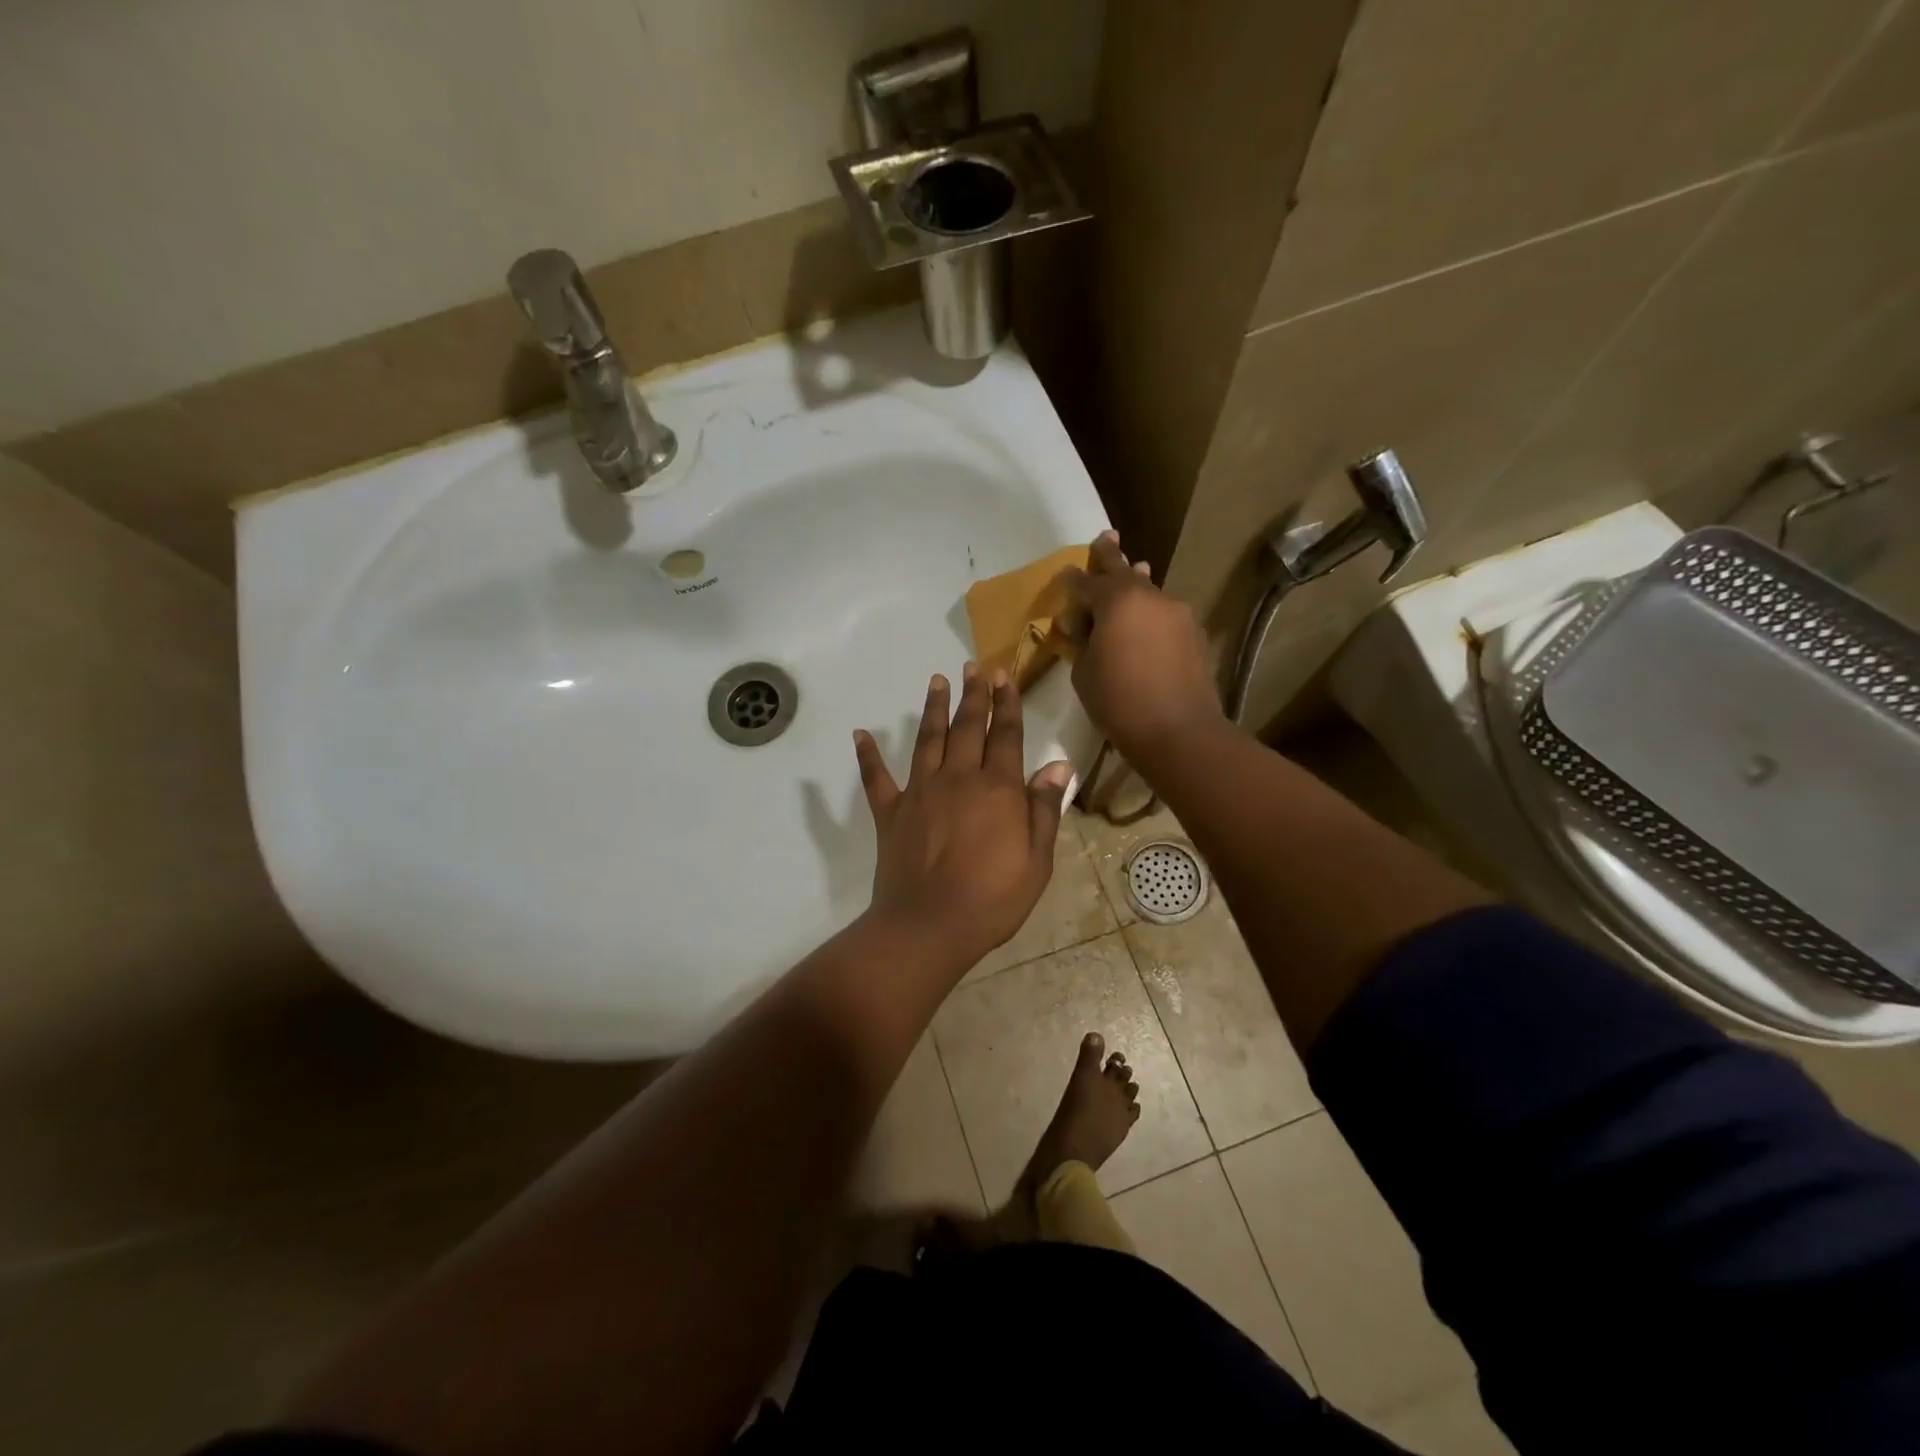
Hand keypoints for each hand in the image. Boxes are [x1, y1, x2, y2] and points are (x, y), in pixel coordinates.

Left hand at [853, 665, 1072, 974]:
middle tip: (973, 667)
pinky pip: (877, 778)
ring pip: (928, 740)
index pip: (1005, 735)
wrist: (929, 926)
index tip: (1004, 676)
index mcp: (996, 789)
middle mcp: (958, 779)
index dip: (1007, 703)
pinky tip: (861, 734)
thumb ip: (1044, 809)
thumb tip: (1057, 765)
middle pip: (967, 727)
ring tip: (935, 681)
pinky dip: (867, 756)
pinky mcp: (890, 813)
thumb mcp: (1036, 861)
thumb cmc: (992, 899)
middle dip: (973, 695)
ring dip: (932, 709)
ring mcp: (920, 792)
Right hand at [1064, 531, 1223, 764]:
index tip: (1062, 576)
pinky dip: (1150, 614)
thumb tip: (1082, 625)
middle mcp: (1150, 596)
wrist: (1178, 732)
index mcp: (1117, 600)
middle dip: (1110, 554)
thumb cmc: (1118, 702)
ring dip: (1135, 586)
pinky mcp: (1193, 633)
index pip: (1085, 582)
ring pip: (1148, 592)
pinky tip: (1146, 625)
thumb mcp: (1083, 672)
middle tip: (1105, 537)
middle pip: (1124, 570)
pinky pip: (1164, 614)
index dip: (1070, 581)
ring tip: (1132, 572)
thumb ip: (1080, 641)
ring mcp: (1177, 612)